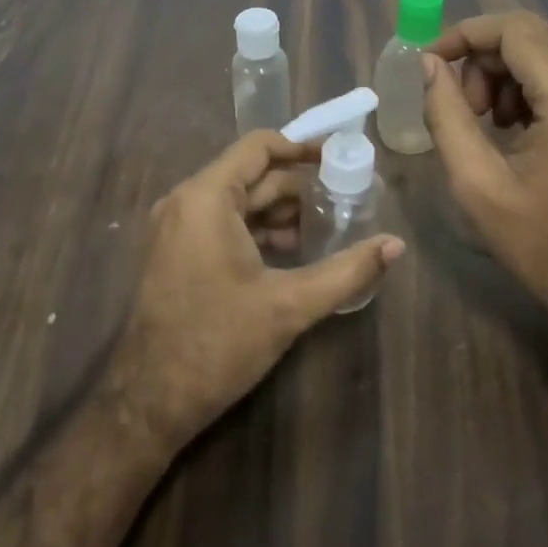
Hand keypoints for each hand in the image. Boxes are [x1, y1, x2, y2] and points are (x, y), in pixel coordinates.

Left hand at [107, 131, 404, 449]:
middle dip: (298, 188)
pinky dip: (257, 231)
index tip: (339, 160)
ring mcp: (176, 228)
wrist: (151, 399)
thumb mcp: (290, 305)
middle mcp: (185, 202)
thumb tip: (396, 245)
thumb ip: (347, 271)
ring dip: (280, 212)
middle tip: (344, 203)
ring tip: (326, 232)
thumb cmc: (218, 343)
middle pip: (251, 175)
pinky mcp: (176, 252)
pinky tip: (291, 254)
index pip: (258, 147)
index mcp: (206, 198)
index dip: (301, 148)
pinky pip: (222, 224)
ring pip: (238, 202)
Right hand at [422, 12, 547, 327]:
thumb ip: (446, 114)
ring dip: (501, 70)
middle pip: (531, 33)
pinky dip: (524, 83)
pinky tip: (509, 123)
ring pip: (544, 48)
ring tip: (483, 118)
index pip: (516, 31)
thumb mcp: (475, 182)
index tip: (430, 61)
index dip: (465, 34)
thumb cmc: (536, 241)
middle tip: (459, 101)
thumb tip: (428, 64)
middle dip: (481, 55)